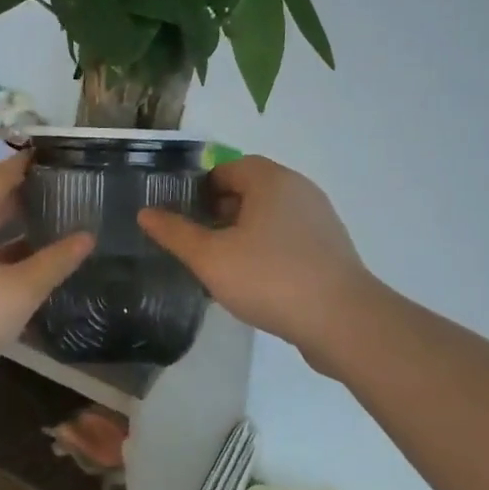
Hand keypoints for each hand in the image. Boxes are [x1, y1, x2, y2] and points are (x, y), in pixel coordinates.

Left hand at [0, 152, 93, 380]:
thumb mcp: (20, 290)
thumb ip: (56, 261)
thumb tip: (87, 236)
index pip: (0, 176)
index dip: (28, 164)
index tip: (58, 156)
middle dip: (24, 195)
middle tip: (63, 191)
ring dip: (12, 225)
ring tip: (50, 222)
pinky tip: (22, 262)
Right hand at [137, 155, 373, 368]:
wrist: (342, 321)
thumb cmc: (270, 278)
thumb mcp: (211, 258)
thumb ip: (176, 233)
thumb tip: (146, 213)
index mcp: (271, 180)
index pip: (227, 169)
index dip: (199, 189)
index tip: (181, 217)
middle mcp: (298, 190)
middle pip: (249, 190)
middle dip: (219, 212)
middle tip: (196, 242)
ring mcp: (319, 219)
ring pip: (269, 217)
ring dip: (242, 233)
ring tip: (220, 265)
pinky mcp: (330, 249)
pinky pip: (288, 239)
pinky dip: (266, 250)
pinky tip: (253, 281)